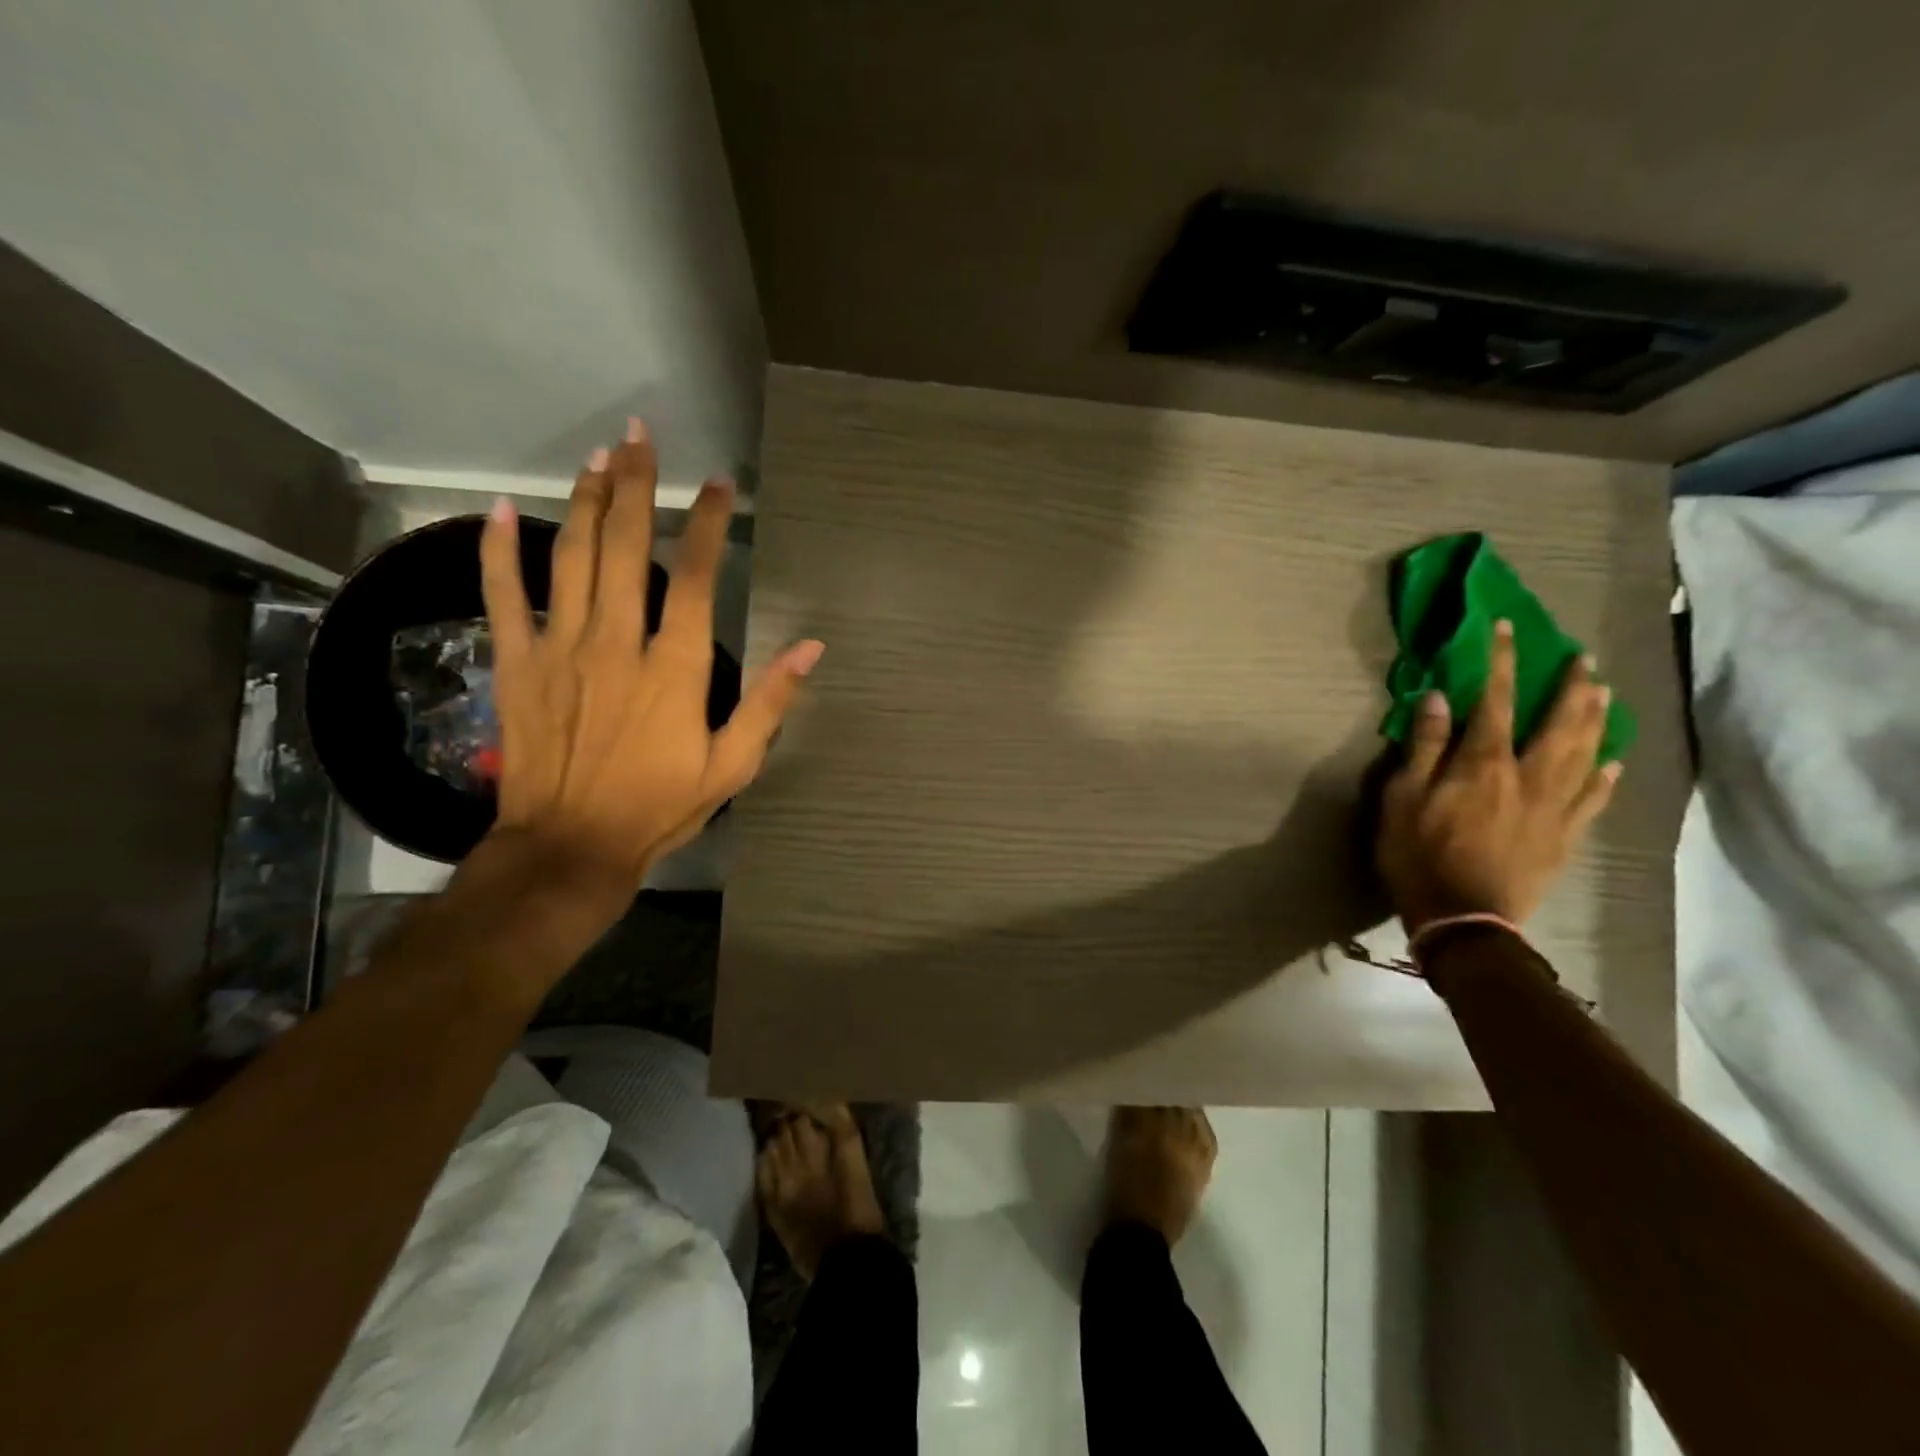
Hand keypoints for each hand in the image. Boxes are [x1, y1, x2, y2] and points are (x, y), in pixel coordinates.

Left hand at [478, 418, 822, 889]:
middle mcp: (617, 642)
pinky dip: (500, 551)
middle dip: (636, 486)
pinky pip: (504, 596)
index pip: (694, 577)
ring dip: (586, 501)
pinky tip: (503, 508)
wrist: (571, 846)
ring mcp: (561, 648)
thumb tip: (810, 647)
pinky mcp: (518, 663)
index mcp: (675, 667)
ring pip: (572, 557)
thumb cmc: (659, 806)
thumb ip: (771, 703)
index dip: (707, 523)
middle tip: (639, 436)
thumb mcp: (733, 765)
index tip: (717, 485)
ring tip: (597, 456)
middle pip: (626, 547)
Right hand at [1376, 620, 1620, 934]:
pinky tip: (1612, 759)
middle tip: (1582, 657)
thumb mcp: (1403, 799)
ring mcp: (1553, 808)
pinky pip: (1592, 798)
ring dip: (1595, 719)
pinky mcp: (1564, 836)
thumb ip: (1424, 748)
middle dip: (1569, 685)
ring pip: (1583, 753)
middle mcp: (1527, 776)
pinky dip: (1604, 775)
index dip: (1501, 662)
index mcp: (1483, 764)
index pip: (1494, 701)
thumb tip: (1436, 698)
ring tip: (1603, 692)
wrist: (1463, 918)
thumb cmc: (1419, 855)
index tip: (1507, 628)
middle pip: (1557, 722)